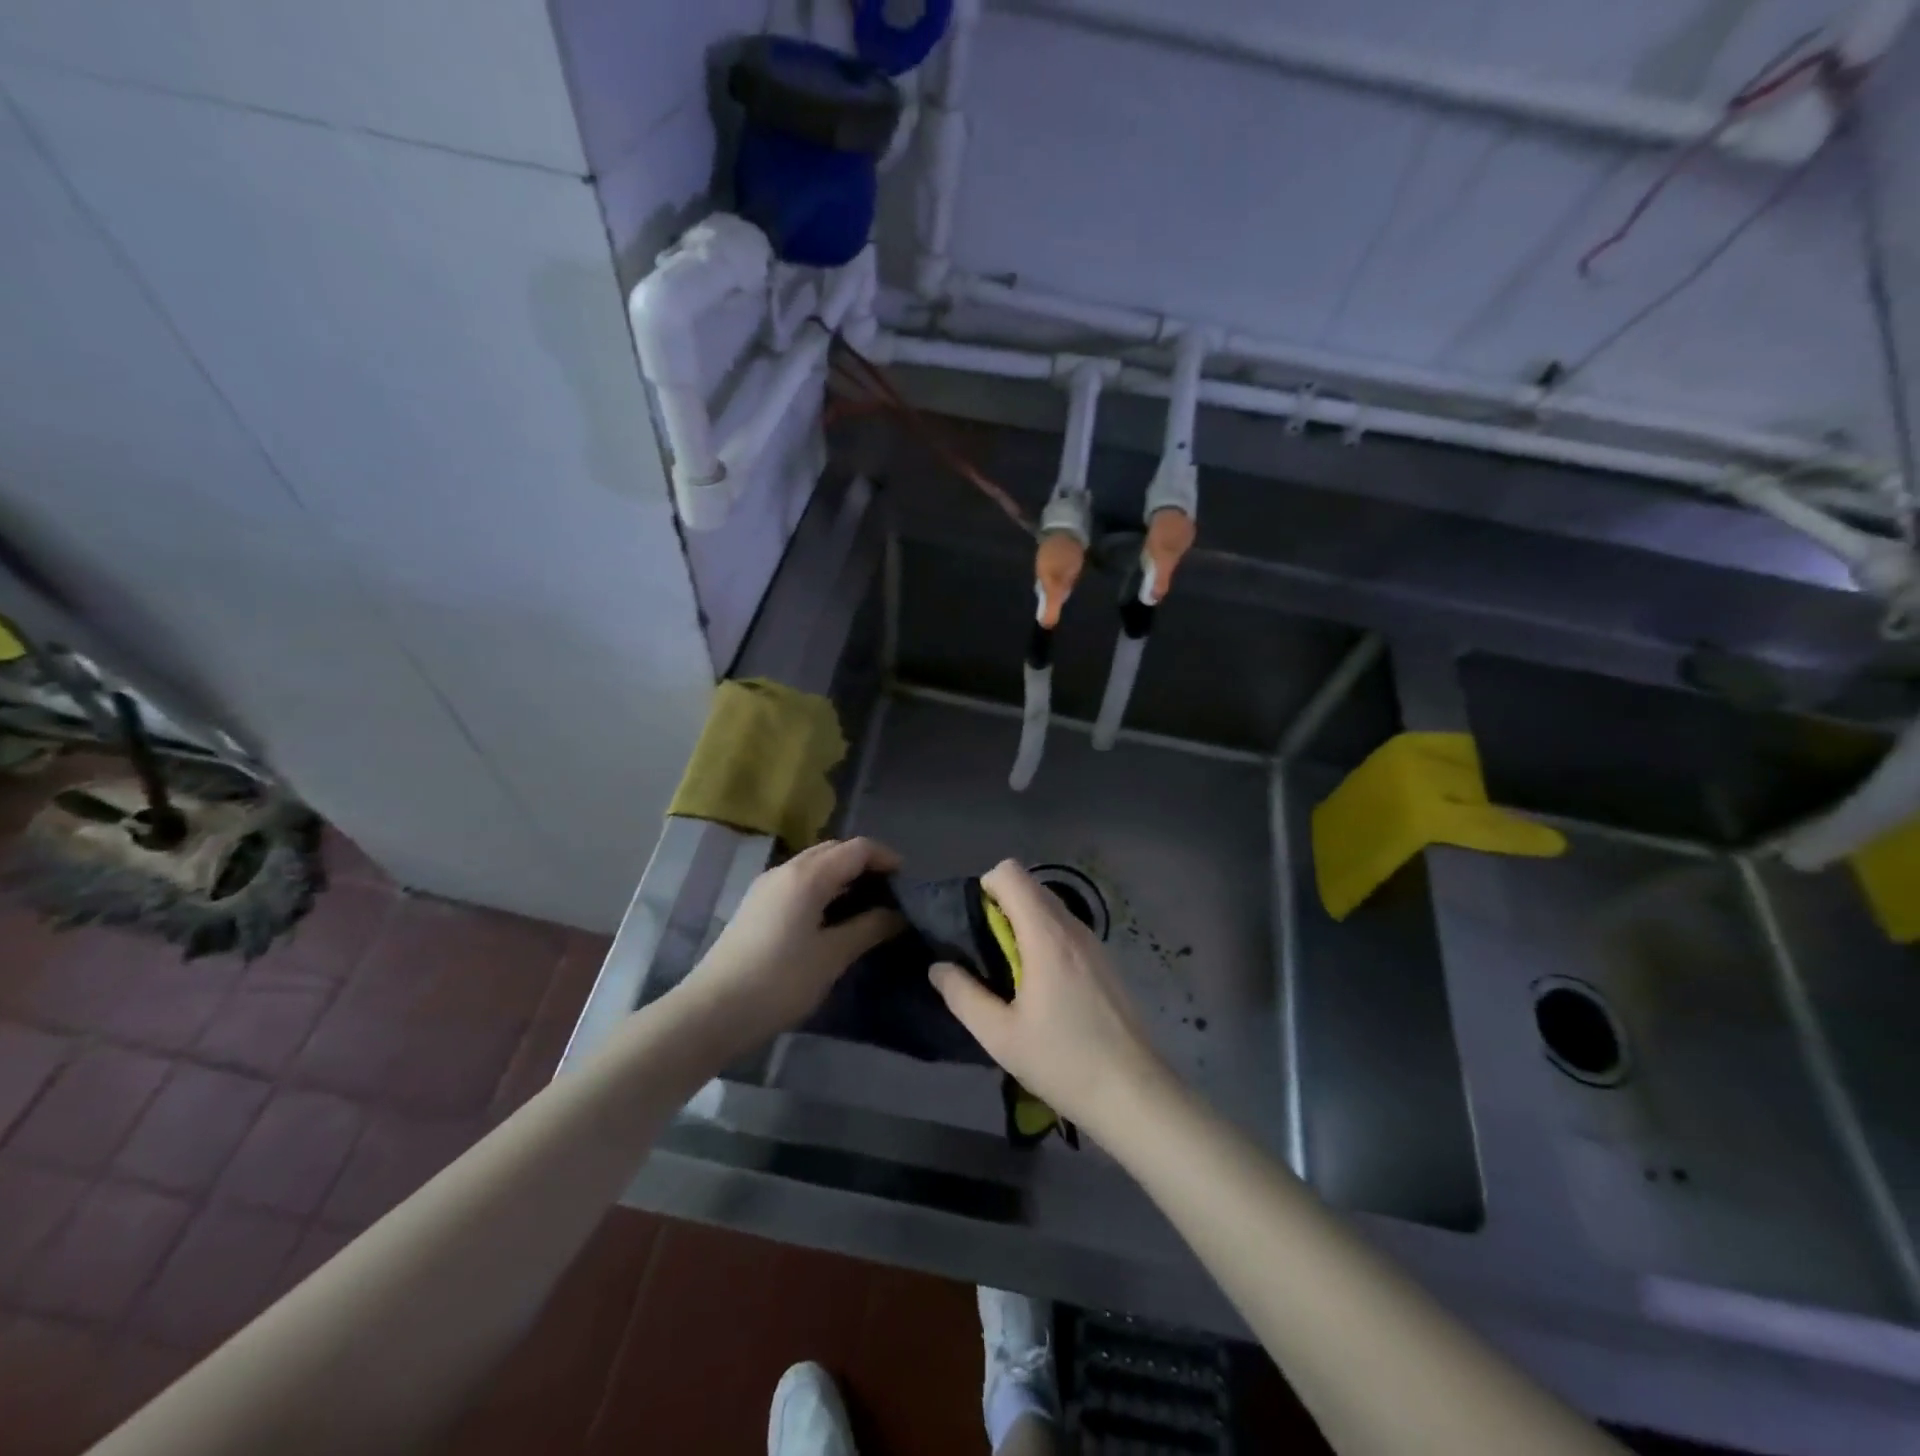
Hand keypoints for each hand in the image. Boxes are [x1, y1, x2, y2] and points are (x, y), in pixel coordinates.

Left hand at [687, 837, 902, 1050]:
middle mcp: (786, 869)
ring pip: (815, 864)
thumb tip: (898, 914)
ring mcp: (767, 885)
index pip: (857, 849)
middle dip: (865, 864)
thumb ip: (869, 928)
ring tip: (866, 905)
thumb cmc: (779, 982)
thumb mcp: (832, 956)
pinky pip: (799, 880)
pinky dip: (823, 887)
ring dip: (843, 875)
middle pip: (834, 850)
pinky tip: (832, 917)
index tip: (908, 883)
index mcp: (808, 876)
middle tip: (890, 893)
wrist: (712, 1012)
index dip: (886, 858)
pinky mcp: (757, 904)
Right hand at [928, 860, 1172, 1137]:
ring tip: (1012, 975)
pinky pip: (1066, 929)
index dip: (985, 889)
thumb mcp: (1000, 1036)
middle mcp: (1072, 927)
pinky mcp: (1105, 961)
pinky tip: (1044, 990)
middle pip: (1029, 886)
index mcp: (1046, 935)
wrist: (1133, 1093)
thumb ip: (963, 995)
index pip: (1010, 873)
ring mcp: (1094, 942)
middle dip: (1001, 908)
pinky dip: (1045, 940)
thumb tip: (939, 967)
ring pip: (1049, 908)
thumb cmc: (1063, 1061)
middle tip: (987, 956)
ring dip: (1023, 925)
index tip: (974, 928)